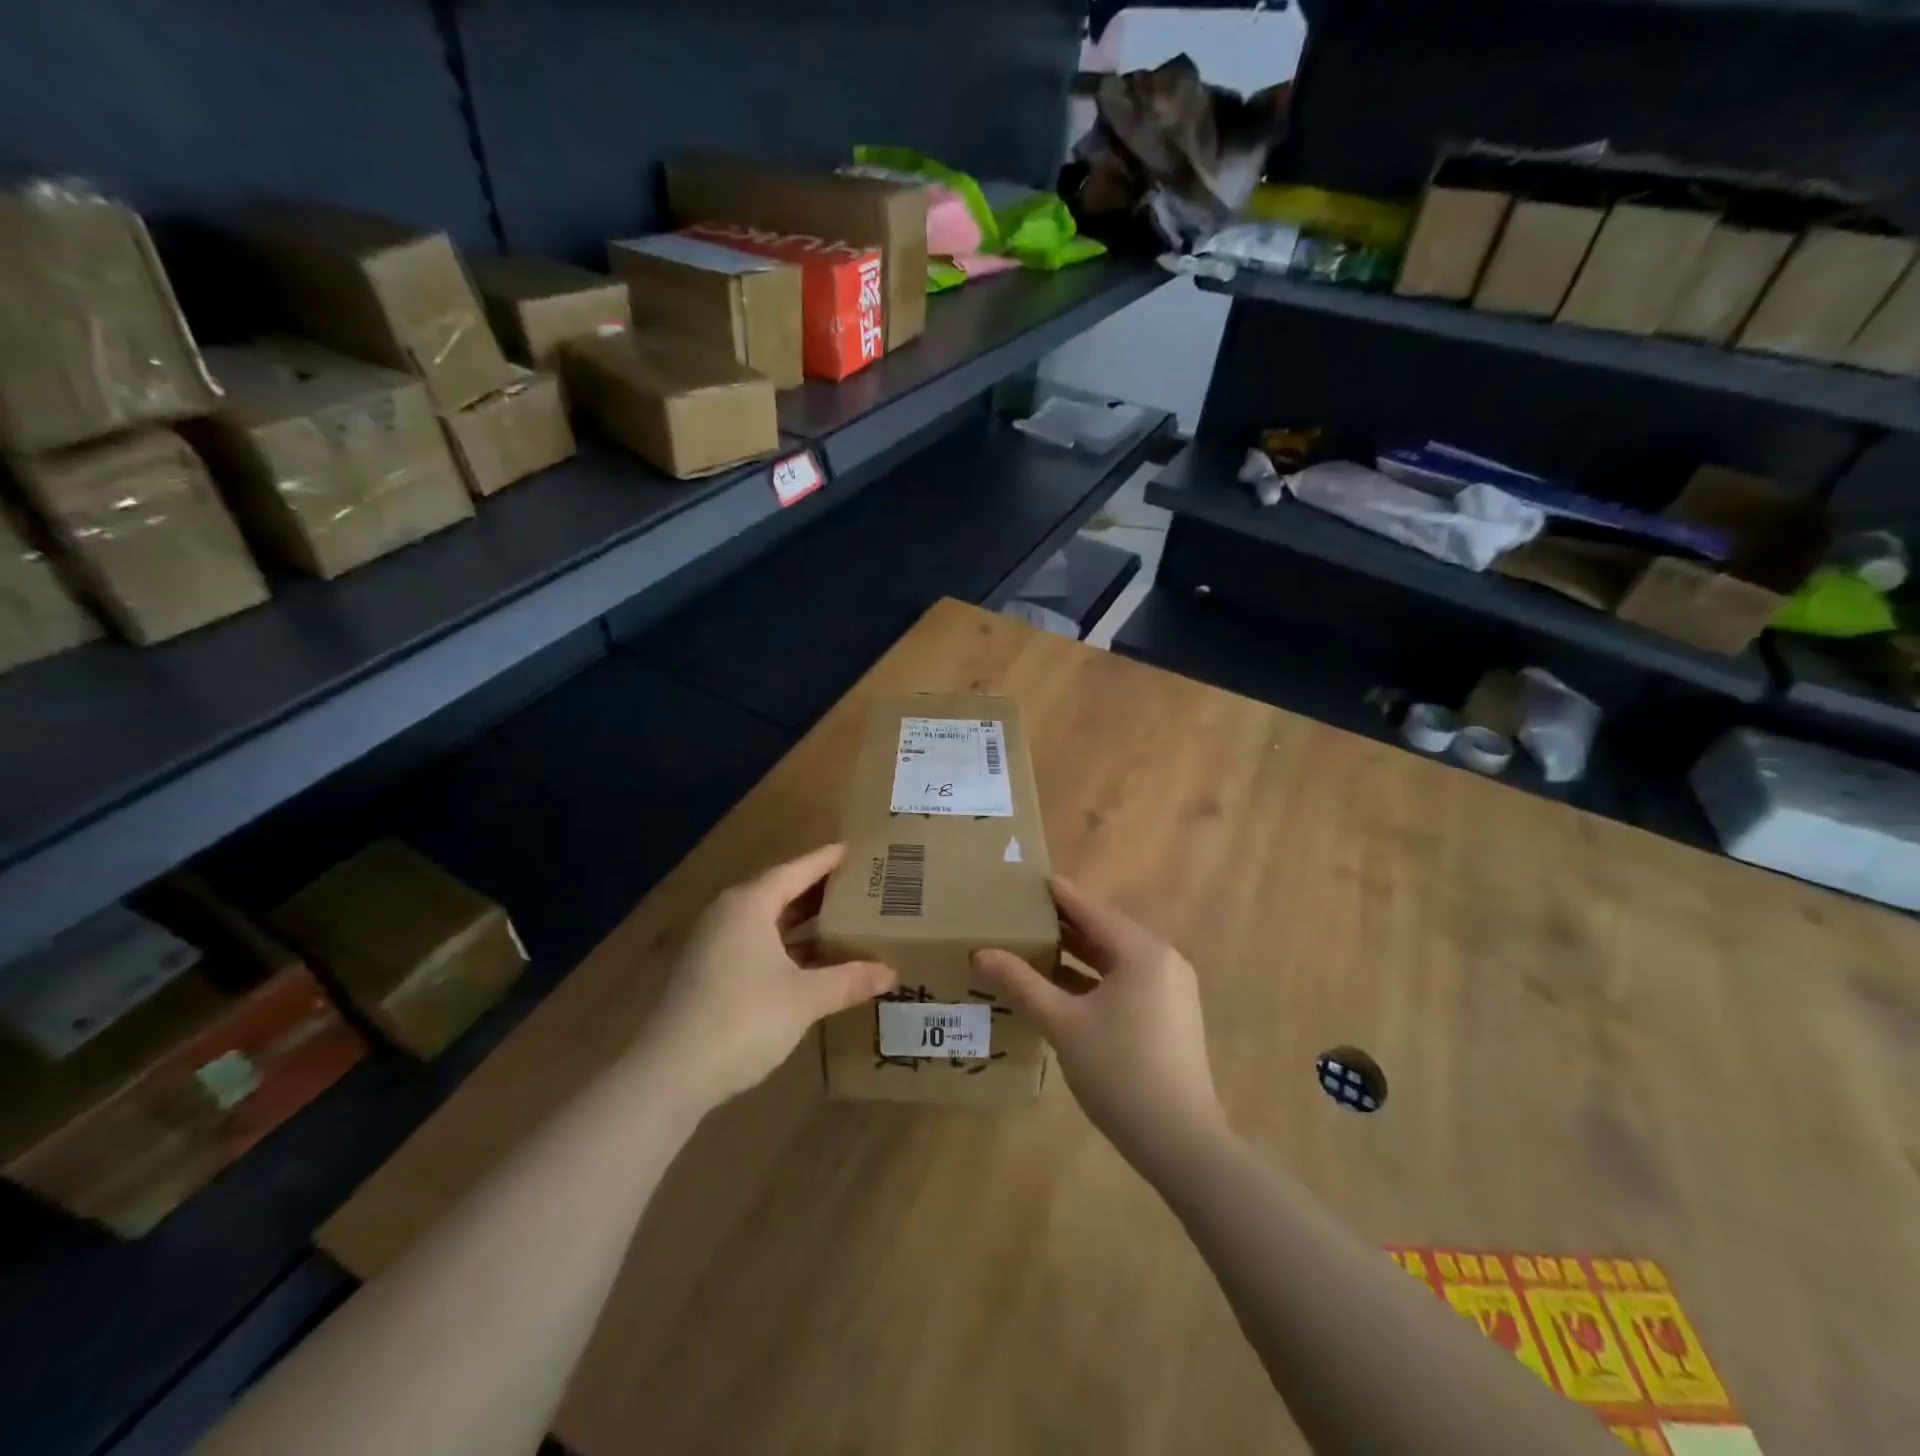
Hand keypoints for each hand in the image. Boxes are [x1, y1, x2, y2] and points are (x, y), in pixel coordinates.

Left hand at [639, 844, 895, 1109]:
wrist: (668, 1074)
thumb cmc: (742, 1020)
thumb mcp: (805, 999)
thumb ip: (849, 980)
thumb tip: (891, 973)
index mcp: (749, 904)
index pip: (796, 870)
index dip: (827, 860)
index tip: (855, 850)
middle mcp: (728, 914)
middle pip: (780, 890)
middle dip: (818, 890)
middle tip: (859, 886)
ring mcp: (712, 944)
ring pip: (766, 920)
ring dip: (801, 920)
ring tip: (842, 920)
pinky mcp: (706, 972)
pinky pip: (754, 943)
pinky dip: (784, 944)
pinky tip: (809, 961)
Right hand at [974, 876, 1226, 1179]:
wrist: (1181, 1142)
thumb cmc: (1120, 1072)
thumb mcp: (1063, 1024)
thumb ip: (1022, 984)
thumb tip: (981, 953)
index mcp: (1142, 952)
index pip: (1092, 910)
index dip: (1059, 895)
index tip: (1029, 879)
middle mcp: (1162, 961)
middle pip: (1105, 932)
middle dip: (1065, 925)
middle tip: (1022, 913)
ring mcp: (1171, 990)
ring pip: (1116, 960)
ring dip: (1078, 954)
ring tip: (1035, 946)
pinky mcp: (1170, 1016)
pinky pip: (1126, 982)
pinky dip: (1095, 980)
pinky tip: (1062, 988)